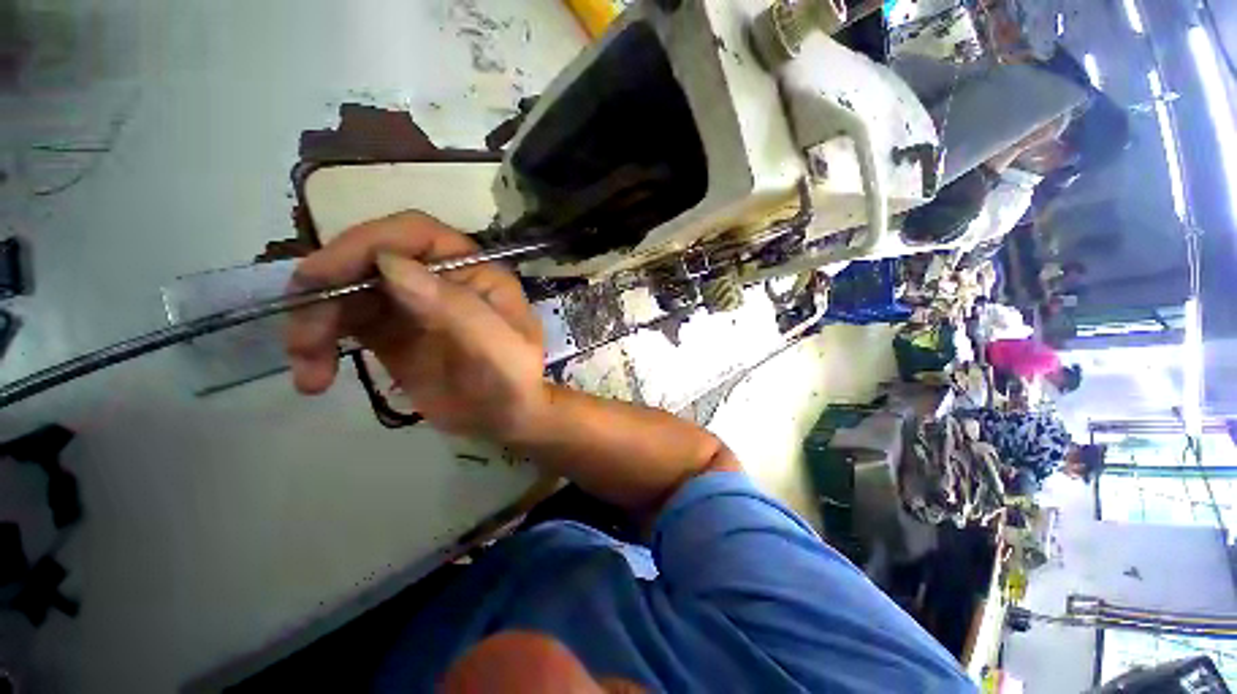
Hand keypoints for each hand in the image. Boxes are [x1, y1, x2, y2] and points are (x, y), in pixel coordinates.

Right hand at [284, 211, 547, 440]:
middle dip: (326, 287)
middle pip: (369, 259)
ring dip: (313, 321)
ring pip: (346, 290)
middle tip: (302, 334)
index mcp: (474, 271)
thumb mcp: (499, 349)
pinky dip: (318, 343)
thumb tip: (389, 263)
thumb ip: (457, 307)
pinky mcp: (390, 335)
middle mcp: (439, 279)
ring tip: (307, 368)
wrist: (505, 421)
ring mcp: (411, 305)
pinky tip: (314, 378)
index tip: (324, 275)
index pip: (416, 234)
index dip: (367, 243)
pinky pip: (343, 324)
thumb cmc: (513, 383)